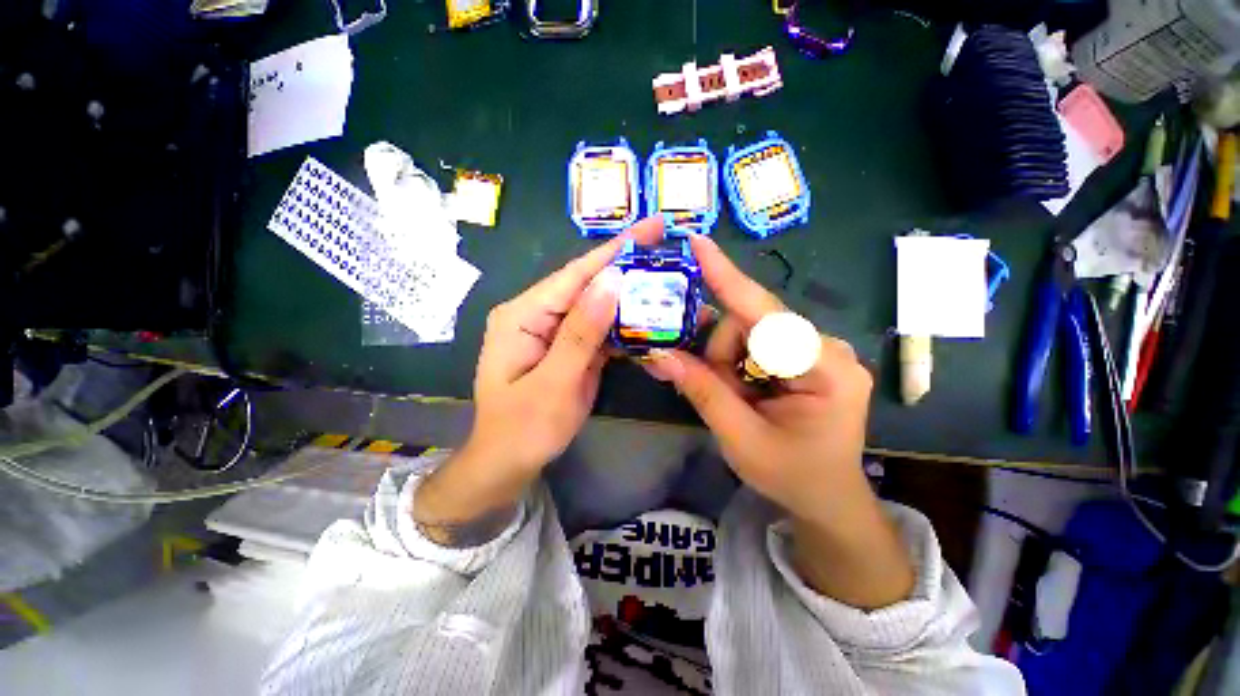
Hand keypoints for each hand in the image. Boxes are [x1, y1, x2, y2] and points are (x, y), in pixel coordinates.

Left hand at [415, 217, 664, 541]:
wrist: (509, 463)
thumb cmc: (523, 429)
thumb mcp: (553, 384)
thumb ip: (581, 333)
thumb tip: (611, 281)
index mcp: (523, 315)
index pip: (574, 275)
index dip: (614, 251)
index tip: (652, 227)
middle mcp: (539, 315)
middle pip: (589, 286)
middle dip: (629, 270)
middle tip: (669, 253)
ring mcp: (557, 331)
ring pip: (599, 308)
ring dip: (632, 299)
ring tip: (670, 284)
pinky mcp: (571, 348)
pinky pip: (601, 330)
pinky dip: (626, 326)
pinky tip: (652, 319)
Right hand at [643, 234, 912, 607]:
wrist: (827, 499)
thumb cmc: (792, 476)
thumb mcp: (740, 438)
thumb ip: (701, 390)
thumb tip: (658, 354)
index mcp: (823, 369)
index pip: (765, 314)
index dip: (727, 278)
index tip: (698, 243)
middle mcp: (825, 348)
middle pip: (751, 323)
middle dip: (722, 354)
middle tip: (720, 391)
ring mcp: (816, 350)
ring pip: (749, 332)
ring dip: (728, 363)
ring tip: (737, 399)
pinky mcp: (805, 355)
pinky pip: (756, 342)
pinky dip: (737, 364)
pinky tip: (743, 389)